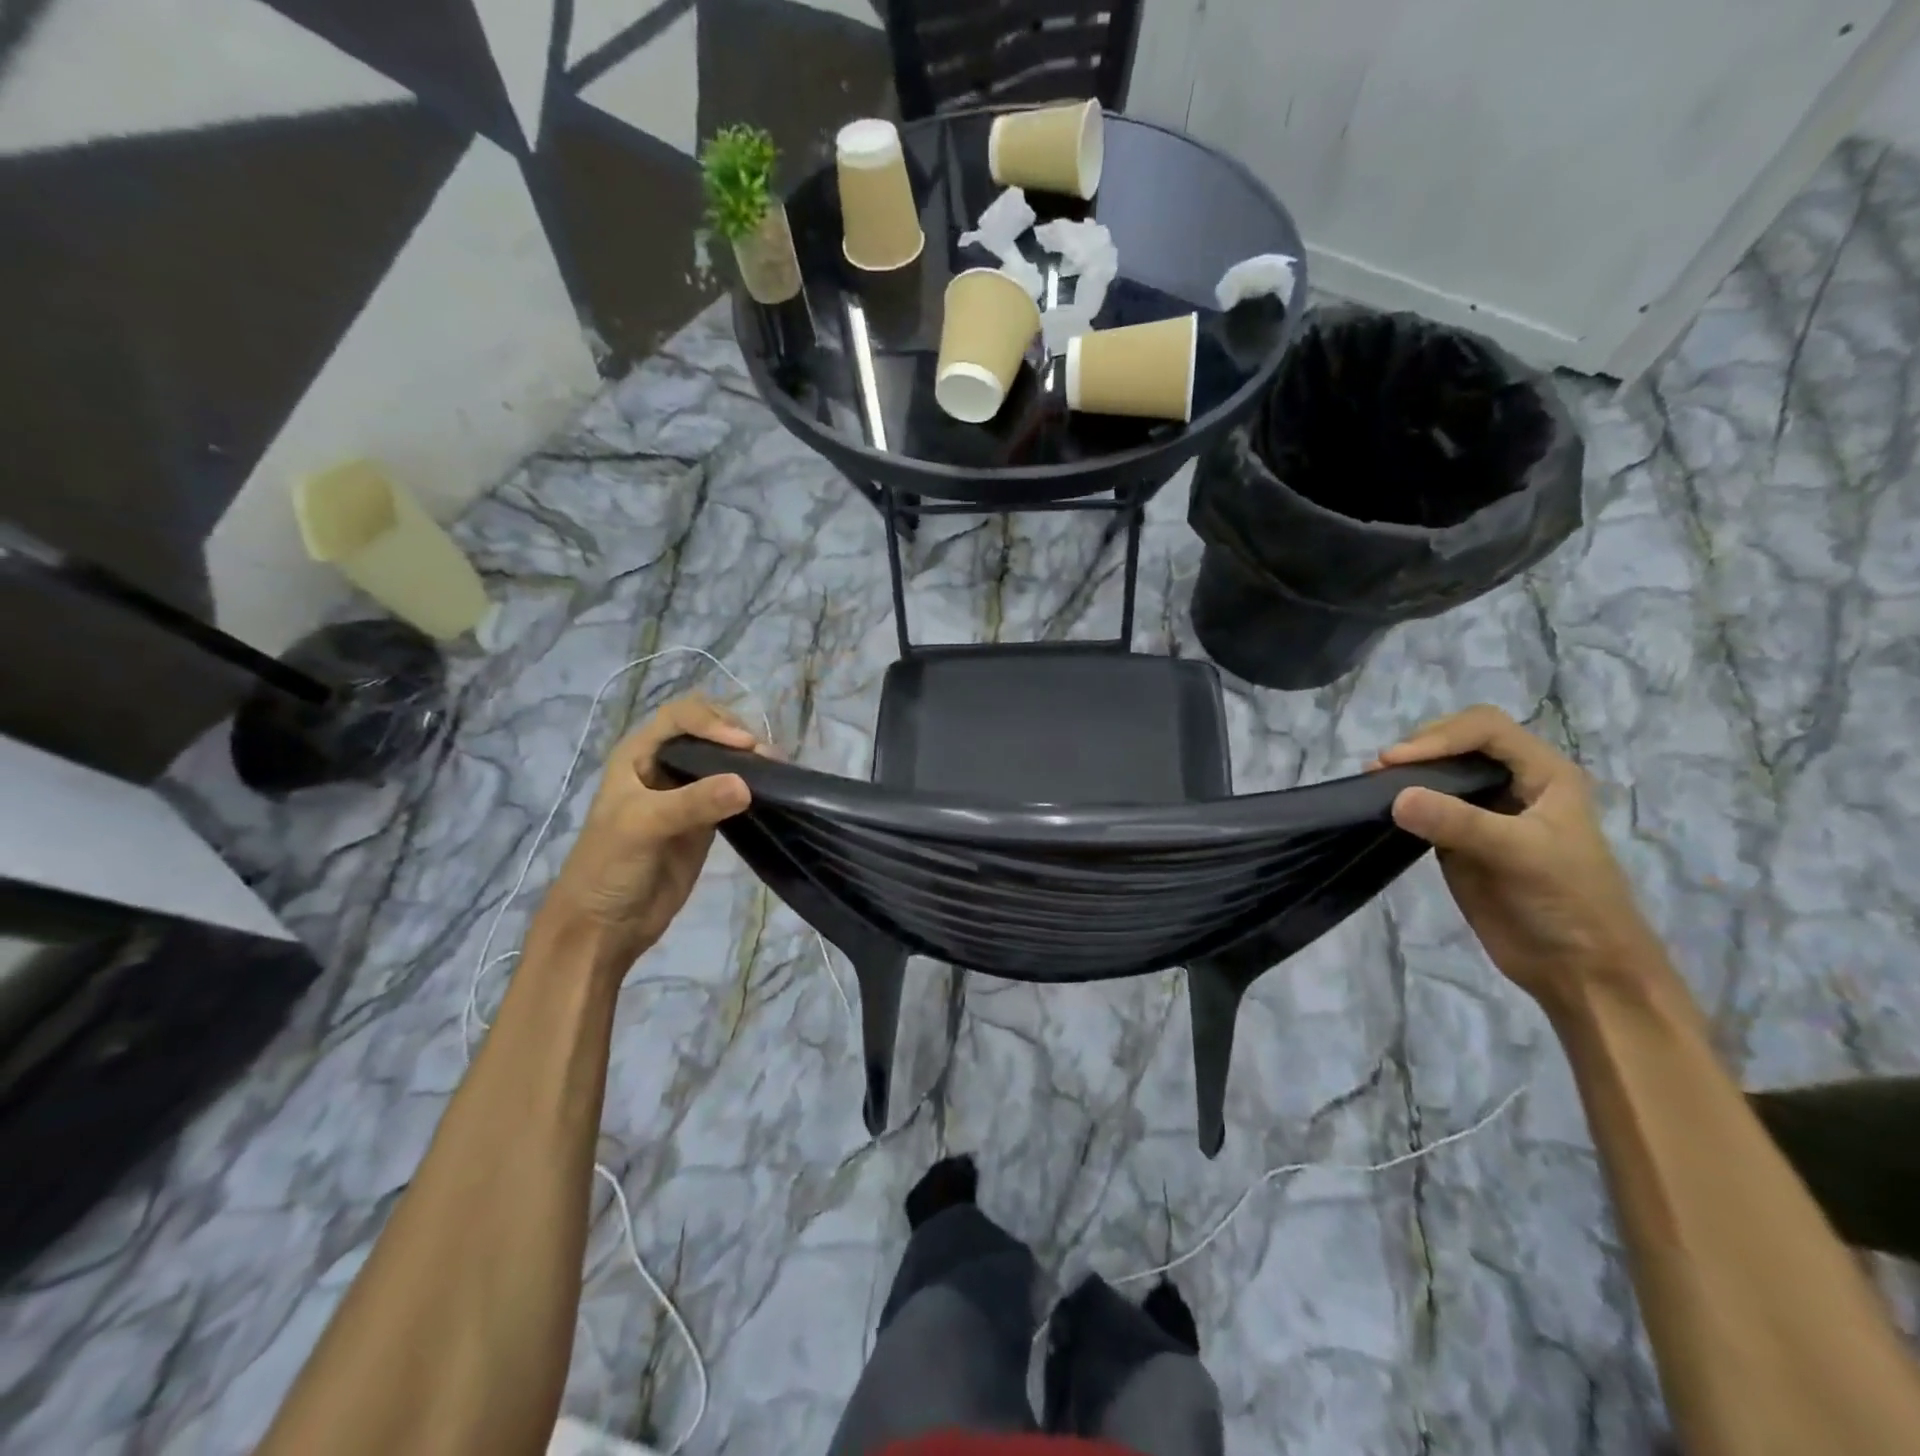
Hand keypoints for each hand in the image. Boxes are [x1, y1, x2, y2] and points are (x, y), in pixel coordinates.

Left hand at [537, 695, 757, 971]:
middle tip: (767, 758)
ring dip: (751, 760)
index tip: (743, 745)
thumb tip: (746, 785)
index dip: (713, 722)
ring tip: (777, 771)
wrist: (605, 925)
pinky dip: (754, 787)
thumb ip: (692, 803)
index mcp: (638, 754)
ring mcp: (687, 794)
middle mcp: (664, 765)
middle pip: (708, 731)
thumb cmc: (609, 866)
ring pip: (725, 761)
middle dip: (738, 736)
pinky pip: (734, 793)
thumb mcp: (643, 826)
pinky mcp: (706, 821)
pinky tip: (772, 790)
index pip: (681, 717)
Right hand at [1376, 705, 1670, 1013]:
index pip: (1485, 729)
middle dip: (1418, 749)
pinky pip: (1424, 808)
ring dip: (1405, 774)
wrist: (1580, 969)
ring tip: (1371, 786)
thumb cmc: (1569, 902)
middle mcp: (1513, 783)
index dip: (1440, 736)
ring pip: (1437, 773)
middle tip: (1380, 772)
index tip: (1398, 761)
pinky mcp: (1459, 840)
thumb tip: (1395, 797)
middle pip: (1457, 742)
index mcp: (1544, 773)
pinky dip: (1401, 802)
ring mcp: (1484, 812)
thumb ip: (1459, 822)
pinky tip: (1381, 809)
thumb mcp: (1521, 855)